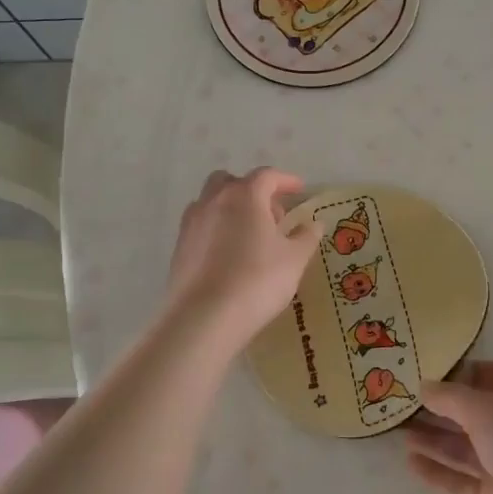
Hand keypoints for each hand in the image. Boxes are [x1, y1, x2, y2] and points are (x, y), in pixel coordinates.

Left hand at [167, 168, 320, 342]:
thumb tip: (314, 224)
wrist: (204, 317)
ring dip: (231, 209)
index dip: (285, 180)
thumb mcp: (294, 259)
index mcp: (245, 196)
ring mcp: (192, 224)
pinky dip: (216, 230)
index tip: (299, 189)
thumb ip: (306, 236)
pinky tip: (229, 255)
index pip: (267, 176)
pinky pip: (201, 227)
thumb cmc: (258, 280)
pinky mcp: (179, 248)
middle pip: (232, 182)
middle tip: (271, 214)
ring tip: (249, 235)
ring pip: (211, 202)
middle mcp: (214, 201)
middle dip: (252, 191)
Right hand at [404, 361, 492, 493]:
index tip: (427, 373)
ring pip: (464, 447)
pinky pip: (460, 480)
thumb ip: (449, 397)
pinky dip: (437, 471)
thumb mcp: (483, 408)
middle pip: (473, 413)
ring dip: (434, 438)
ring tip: (399, 431)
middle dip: (440, 408)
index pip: (491, 375)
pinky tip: (410, 462)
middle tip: (403, 404)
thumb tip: (424, 386)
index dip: (461, 373)